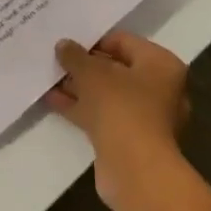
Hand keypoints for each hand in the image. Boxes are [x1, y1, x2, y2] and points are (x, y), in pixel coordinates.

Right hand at [45, 31, 189, 210]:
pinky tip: (53, 100)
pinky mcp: (129, 139)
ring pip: (108, 94)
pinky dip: (81, 107)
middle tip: (57, 59)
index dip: (95, 40)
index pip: (125, 41)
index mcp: (161, 64)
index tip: (69, 42)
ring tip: (49, 77)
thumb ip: (76, 56)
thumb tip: (63, 44)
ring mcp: (146, 116)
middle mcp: (160, 88)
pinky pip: (103, 115)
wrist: (134, 170)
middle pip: (117, 68)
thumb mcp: (93, 73)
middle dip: (86, 66)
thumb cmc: (122, 108)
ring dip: (80, 87)